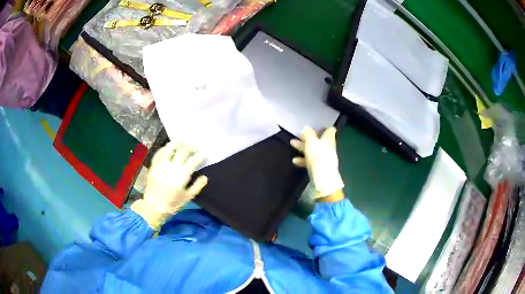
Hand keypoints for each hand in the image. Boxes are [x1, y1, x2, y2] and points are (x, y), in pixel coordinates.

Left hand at [131, 141, 207, 229]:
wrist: (154, 207)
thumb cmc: (173, 204)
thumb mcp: (188, 198)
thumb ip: (197, 186)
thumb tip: (205, 177)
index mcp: (181, 176)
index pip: (193, 161)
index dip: (200, 155)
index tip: (205, 153)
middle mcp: (171, 168)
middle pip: (182, 151)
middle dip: (190, 147)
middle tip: (195, 146)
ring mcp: (161, 166)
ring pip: (169, 149)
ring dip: (176, 143)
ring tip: (181, 140)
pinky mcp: (153, 167)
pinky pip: (158, 154)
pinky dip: (164, 148)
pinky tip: (167, 147)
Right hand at [290, 127, 343, 201]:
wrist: (323, 180)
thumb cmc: (318, 157)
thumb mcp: (311, 143)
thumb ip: (309, 134)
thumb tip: (307, 127)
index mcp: (328, 139)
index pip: (330, 130)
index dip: (323, 128)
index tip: (313, 127)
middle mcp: (328, 148)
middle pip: (319, 140)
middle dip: (308, 137)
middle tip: (297, 135)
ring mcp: (324, 158)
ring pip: (313, 150)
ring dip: (303, 147)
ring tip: (292, 144)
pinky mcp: (319, 168)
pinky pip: (311, 161)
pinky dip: (303, 160)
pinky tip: (295, 161)